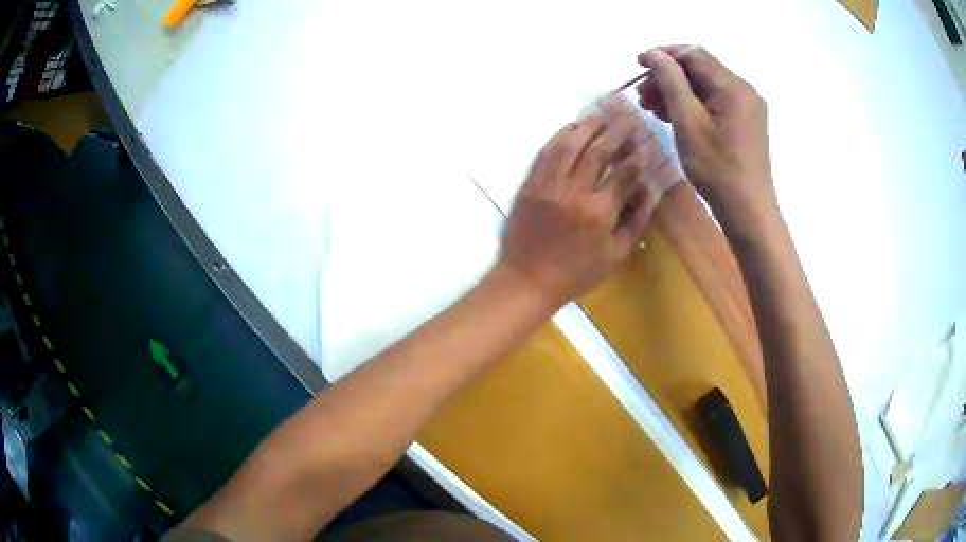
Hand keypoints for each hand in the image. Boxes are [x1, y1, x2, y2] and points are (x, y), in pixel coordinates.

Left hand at [498, 96, 668, 308]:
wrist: (528, 280)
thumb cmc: (577, 273)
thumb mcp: (616, 255)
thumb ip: (636, 220)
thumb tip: (651, 189)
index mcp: (600, 212)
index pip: (625, 172)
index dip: (638, 155)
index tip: (646, 143)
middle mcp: (575, 192)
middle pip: (599, 151)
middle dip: (617, 131)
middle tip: (627, 117)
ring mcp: (549, 185)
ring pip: (571, 145)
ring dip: (588, 126)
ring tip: (602, 114)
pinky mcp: (530, 184)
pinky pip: (546, 153)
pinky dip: (560, 136)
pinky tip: (572, 126)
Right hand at [636, 46, 775, 227]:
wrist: (749, 212)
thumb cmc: (718, 170)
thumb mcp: (689, 123)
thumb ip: (671, 82)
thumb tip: (654, 54)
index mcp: (733, 87)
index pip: (693, 54)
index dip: (664, 55)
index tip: (637, 65)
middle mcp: (744, 90)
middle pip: (700, 69)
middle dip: (668, 76)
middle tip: (642, 94)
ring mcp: (747, 107)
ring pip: (706, 86)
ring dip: (678, 91)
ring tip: (652, 107)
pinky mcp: (746, 122)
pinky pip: (716, 102)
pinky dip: (693, 105)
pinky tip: (674, 117)